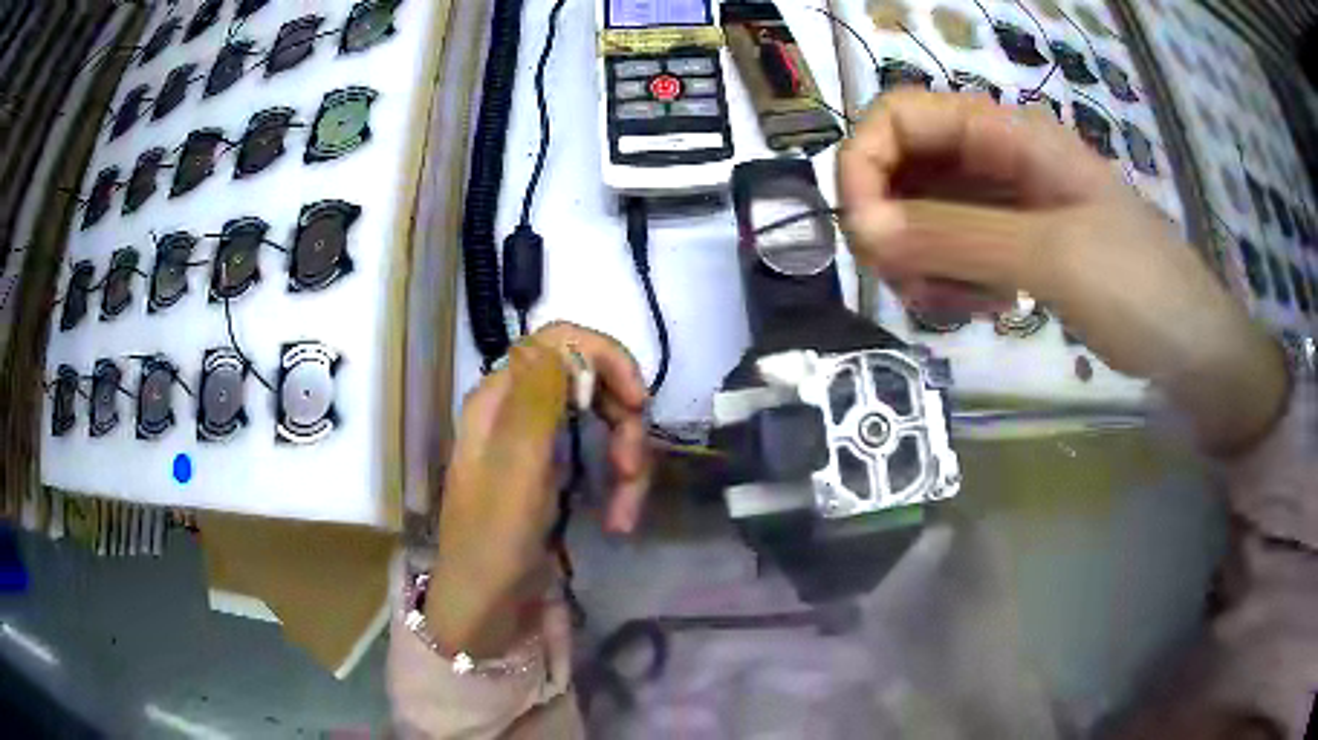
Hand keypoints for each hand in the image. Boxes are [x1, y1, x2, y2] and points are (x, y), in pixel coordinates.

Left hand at [427, 323, 650, 656]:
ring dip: (627, 462)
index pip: (559, 341)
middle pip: (590, 382)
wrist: (486, 607)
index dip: (606, 358)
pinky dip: (618, 485)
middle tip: (632, 469)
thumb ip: (534, 401)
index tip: (637, 402)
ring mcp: (538, 443)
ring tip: (626, 514)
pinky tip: (619, 520)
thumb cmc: (494, 542)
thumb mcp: (516, 471)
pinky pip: (599, 457)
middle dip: (623, 422)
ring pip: (602, 423)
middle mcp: (519, 410)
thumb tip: (553, 340)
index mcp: (500, 398)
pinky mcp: (555, 474)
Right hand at [838, 91, 1287, 453]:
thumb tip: (863, 230)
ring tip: (963, 307)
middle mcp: (998, 159)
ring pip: (923, 216)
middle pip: (905, 167)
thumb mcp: (1053, 256)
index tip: (865, 234)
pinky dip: (951, 283)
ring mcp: (1006, 205)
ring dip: (922, 262)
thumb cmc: (1140, 288)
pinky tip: (989, 310)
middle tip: (913, 284)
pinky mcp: (1014, 246)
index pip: (900, 115)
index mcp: (1008, 134)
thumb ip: (958, 237)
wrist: (1191, 349)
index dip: (866, 162)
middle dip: (892, 225)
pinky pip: (954, 253)